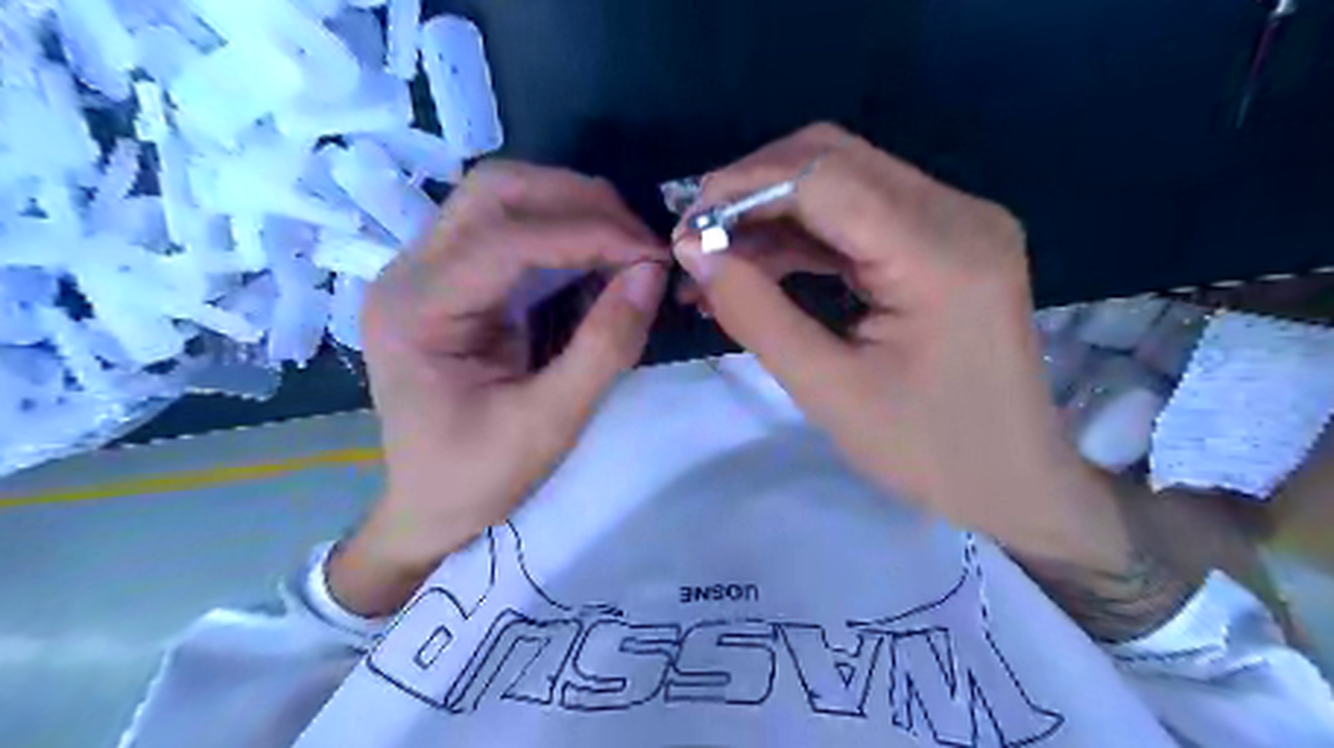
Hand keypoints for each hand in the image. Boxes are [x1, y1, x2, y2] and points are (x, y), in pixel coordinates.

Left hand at [334, 163, 665, 613]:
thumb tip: (652, 272)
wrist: (429, 507)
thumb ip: (605, 345)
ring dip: (570, 208)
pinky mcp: (448, 280)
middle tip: (639, 240)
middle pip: (494, 192)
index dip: (587, 233)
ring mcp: (424, 271)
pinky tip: (596, 258)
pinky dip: (560, 232)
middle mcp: (409, 273)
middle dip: (577, 202)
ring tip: (625, 244)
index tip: (652, 252)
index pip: (505, 237)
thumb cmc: (479, 477)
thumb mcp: (551, 422)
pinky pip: (506, 229)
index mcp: (417, 311)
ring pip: (500, 198)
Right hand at [678, 124, 1123, 567]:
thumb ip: (755, 312)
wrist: (1013, 479)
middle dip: (753, 192)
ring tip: (720, 262)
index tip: (686, 232)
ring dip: (773, 214)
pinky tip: (764, 267)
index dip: (743, 190)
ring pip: (842, 181)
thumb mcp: (827, 389)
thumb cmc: (926, 450)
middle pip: (834, 159)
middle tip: (699, 243)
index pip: (824, 176)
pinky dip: (804, 235)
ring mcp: (958, 221)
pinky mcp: (946, 240)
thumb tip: (693, 250)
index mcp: (940, 251)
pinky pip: (860, 215)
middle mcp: (958, 212)